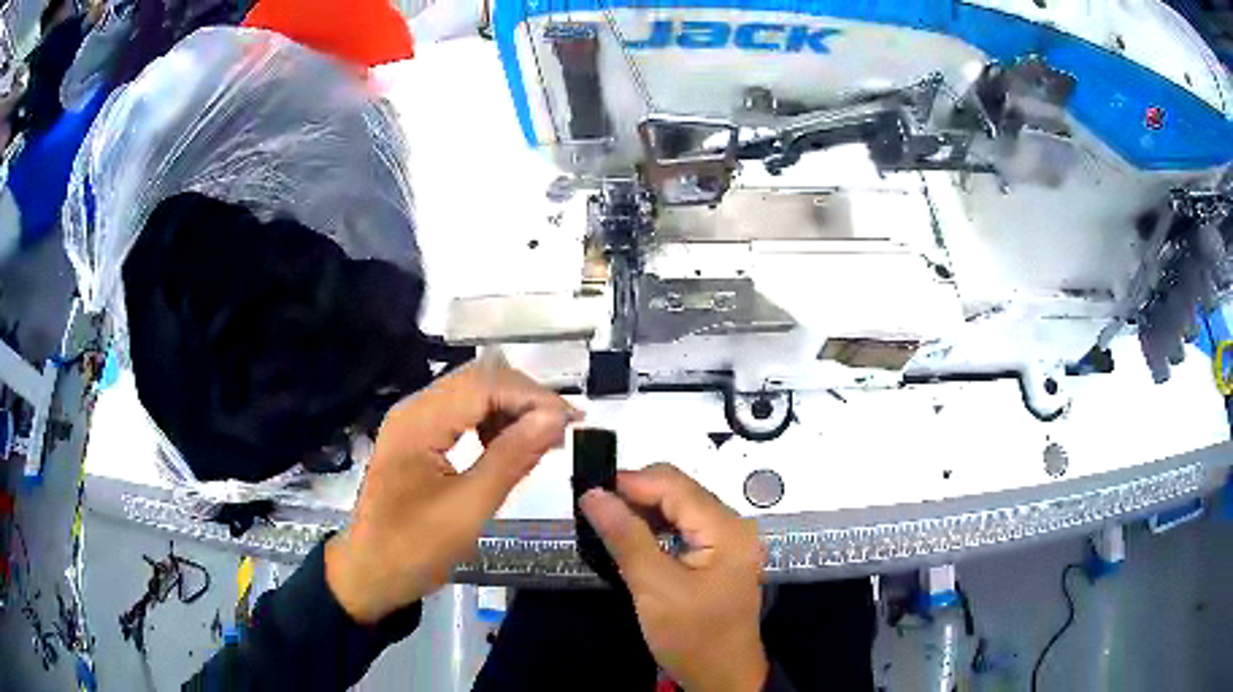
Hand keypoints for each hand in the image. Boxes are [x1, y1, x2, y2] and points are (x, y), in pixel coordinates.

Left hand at [326, 357, 579, 622]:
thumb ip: (511, 458)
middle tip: (562, 432)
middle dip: (525, 399)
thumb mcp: (468, 508)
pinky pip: (461, 415)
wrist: (370, 573)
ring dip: (510, 410)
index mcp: (420, 421)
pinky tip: (508, 448)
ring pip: (471, 394)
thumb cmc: (415, 547)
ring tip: (541, 441)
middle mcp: (414, 409)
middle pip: (478, 379)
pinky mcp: (417, 439)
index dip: (534, 397)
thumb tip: (555, 419)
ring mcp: (413, 422)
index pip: (485, 384)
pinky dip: (491, 424)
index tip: (574, 422)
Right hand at [580, 464, 767, 691]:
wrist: (722, 677)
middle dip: (635, 495)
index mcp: (727, 529)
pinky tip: (631, 540)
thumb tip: (593, 494)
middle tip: (593, 509)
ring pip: (679, 508)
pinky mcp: (718, 556)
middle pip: (679, 491)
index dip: (630, 482)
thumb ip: (625, 537)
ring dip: (642, 512)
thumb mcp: (654, 588)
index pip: (674, 485)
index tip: (588, 491)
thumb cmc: (692, 637)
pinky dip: (654, 529)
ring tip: (605, 523)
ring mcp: (728, 541)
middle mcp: (733, 526)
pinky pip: (683, 528)